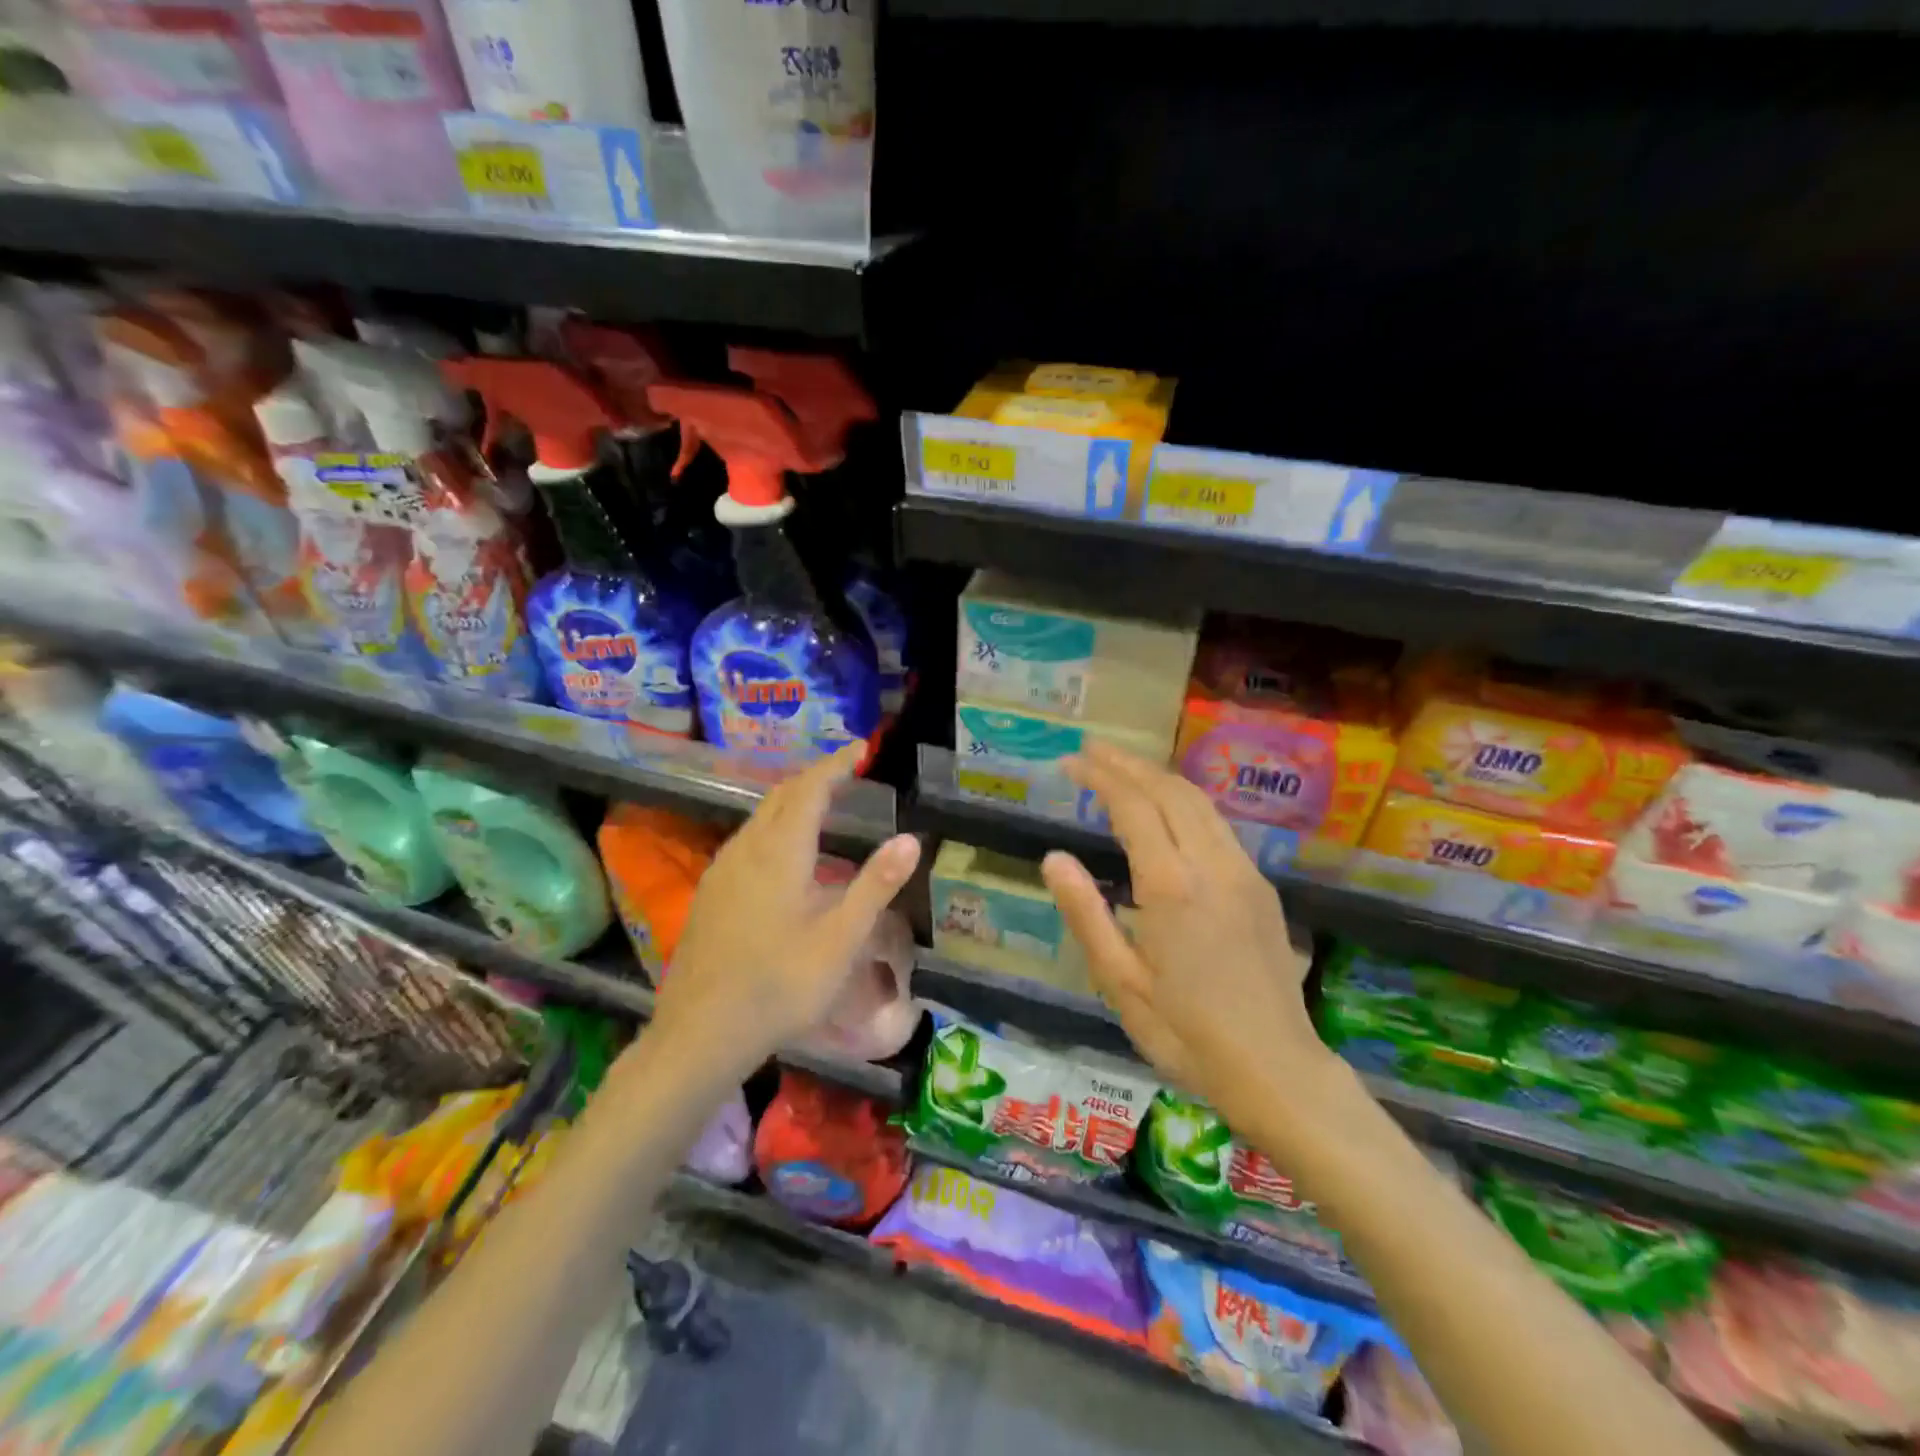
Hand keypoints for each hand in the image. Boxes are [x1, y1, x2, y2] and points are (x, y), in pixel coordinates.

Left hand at [650, 743, 920, 1069]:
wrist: (701, 1032)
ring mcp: (722, 870)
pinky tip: (785, 853)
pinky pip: (747, 839)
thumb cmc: (780, 985)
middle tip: (847, 771)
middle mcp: (746, 849)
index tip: (861, 748)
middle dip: (815, 777)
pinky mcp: (710, 892)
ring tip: (823, 802)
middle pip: (781, 796)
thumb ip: (876, 885)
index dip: (836, 764)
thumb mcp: (840, 939)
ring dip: (792, 800)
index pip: (810, 788)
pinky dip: (774, 825)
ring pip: (759, 816)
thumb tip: (910, 838)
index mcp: (780, 852)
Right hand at [1040, 741, 1328, 1125]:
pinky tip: (1169, 809)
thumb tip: (1054, 858)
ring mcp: (1243, 872)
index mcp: (1171, 885)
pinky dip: (1185, 800)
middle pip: (1169, 791)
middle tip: (1091, 751)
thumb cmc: (1186, 1033)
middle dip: (1128, 764)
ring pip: (1199, 802)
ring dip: (1158, 777)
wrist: (1277, 1069)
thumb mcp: (1120, 983)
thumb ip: (1086, 914)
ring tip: (1124, 767)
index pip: (1133, 806)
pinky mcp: (1261, 886)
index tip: (1070, 762)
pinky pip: (1218, 824)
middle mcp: (1211, 864)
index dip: (1100, 777)